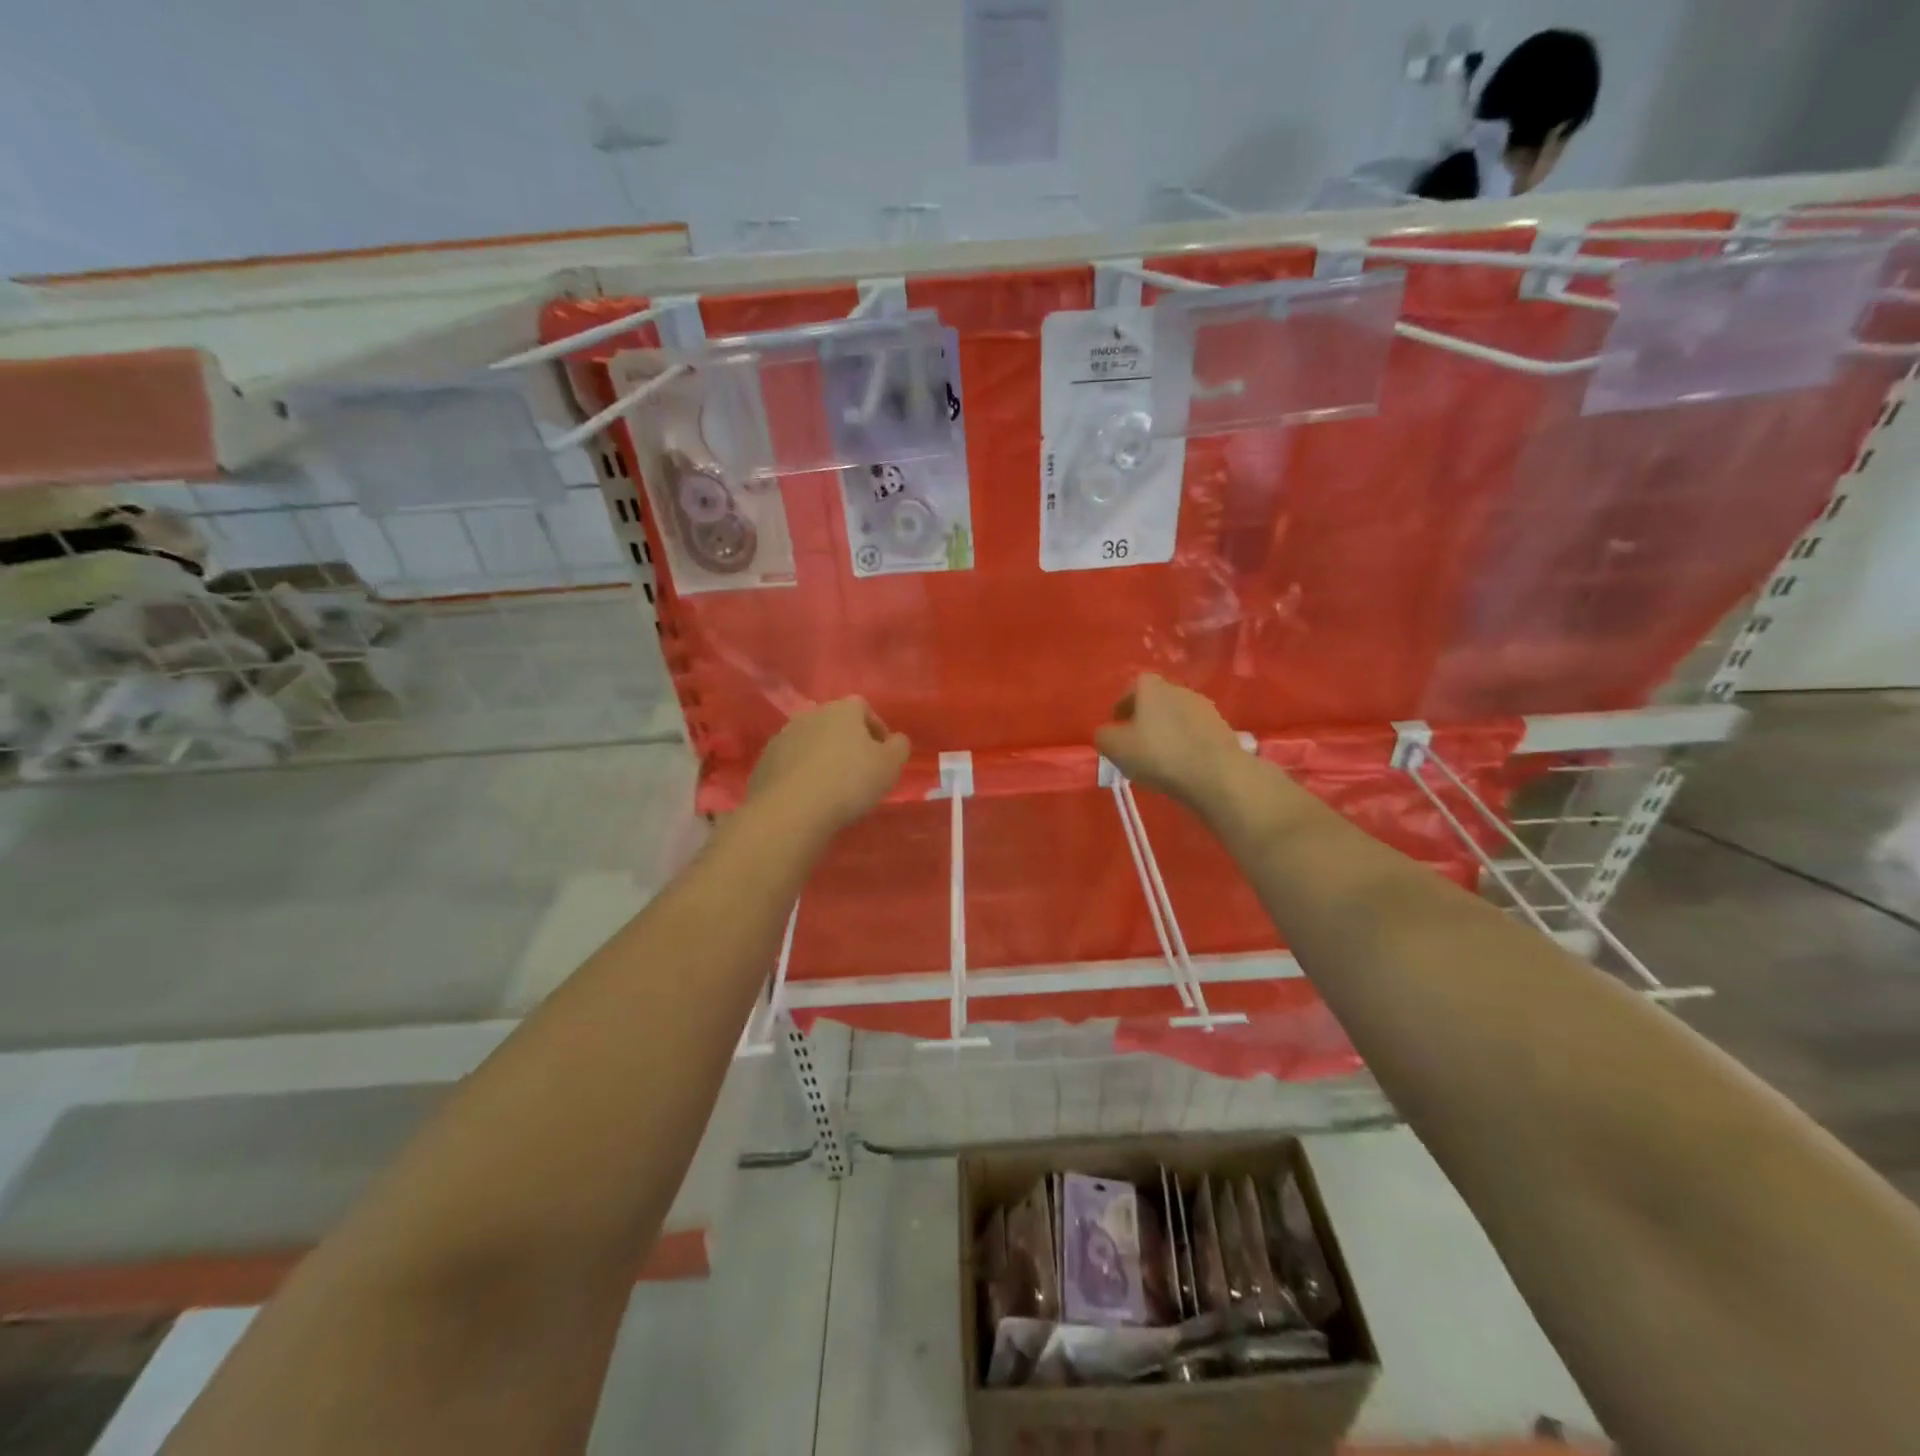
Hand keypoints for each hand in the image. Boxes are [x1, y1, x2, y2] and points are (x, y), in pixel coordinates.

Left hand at [747, 697, 910, 833]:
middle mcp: (810, 714)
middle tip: (859, 771)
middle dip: (848, 743)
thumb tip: (895, 740)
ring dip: (822, 757)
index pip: (864, 708)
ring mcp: (783, 736)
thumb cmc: (849, 782)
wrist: (791, 810)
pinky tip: (808, 796)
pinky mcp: (764, 761)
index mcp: (842, 709)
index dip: (877, 730)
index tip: (884, 755)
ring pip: (811, 743)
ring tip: (832, 787)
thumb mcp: (891, 765)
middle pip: (835, 724)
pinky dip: (801, 774)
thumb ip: (899, 747)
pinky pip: (791, 763)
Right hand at [1094, 674, 1244, 809]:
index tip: (1117, 728)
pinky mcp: (1223, 728)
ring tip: (1160, 759)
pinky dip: (1186, 744)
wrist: (1216, 774)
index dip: (1122, 708)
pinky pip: (1195, 733)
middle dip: (1145, 720)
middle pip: (1155, 702)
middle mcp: (1179, 689)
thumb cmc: (1158, 754)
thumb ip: (1104, 736)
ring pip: (1177, 718)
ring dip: (1168, 732)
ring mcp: (1205, 708)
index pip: (1131, 689)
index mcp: (1151, 686)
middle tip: (1136, 745)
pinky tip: (1182, 765)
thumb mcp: (1115, 747)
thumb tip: (1108, 733)